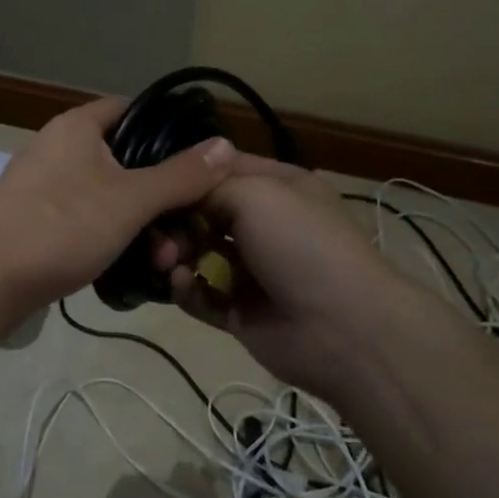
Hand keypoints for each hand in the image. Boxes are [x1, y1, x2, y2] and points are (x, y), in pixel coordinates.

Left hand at [0, 97, 236, 320]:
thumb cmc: (62, 227)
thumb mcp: (131, 201)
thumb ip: (181, 175)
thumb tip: (226, 144)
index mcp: (77, 127)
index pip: (132, 108)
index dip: (168, 128)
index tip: (198, 159)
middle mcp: (57, 145)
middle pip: (123, 157)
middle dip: (158, 192)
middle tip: (184, 225)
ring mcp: (41, 182)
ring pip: (105, 192)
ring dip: (137, 220)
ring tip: (162, 257)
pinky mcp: (33, 216)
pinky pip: (83, 214)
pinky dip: (108, 232)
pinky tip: (127, 262)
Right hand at [155, 155, 445, 399]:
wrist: (343, 327)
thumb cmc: (300, 243)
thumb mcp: (254, 193)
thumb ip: (208, 187)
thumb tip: (181, 194)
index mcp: (277, 187)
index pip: (221, 169)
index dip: (188, 173)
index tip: (155, 181)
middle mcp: (263, 224)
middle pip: (203, 212)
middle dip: (175, 219)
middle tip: (159, 233)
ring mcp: (251, 269)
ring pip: (197, 253)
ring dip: (175, 254)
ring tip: (168, 261)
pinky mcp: (240, 310)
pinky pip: (201, 294)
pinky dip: (185, 288)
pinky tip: (180, 283)